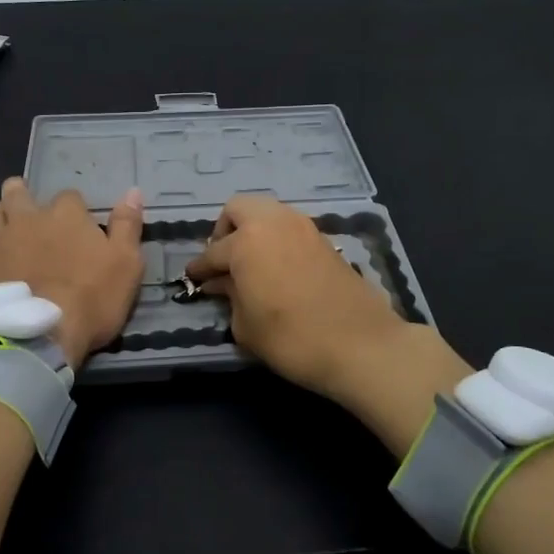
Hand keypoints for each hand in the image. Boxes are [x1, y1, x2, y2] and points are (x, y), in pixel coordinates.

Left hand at [0, 178, 144, 363]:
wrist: (37, 336)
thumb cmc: (91, 298)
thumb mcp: (126, 264)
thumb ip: (127, 225)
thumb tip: (133, 191)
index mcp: (65, 212)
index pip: (70, 196)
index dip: (75, 211)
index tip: (79, 230)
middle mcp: (27, 216)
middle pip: (18, 191)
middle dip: (24, 196)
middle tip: (34, 217)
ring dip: (5, 218)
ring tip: (14, 236)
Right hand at [184, 196, 471, 449]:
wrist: (360, 345)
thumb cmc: (292, 339)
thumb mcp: (246, 326)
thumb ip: (230, 297)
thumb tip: (223, 283)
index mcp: (247, 241)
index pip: (213, 252)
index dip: (199, 268)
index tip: (193, 279)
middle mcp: (274, 223)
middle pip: (239, 209)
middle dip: (225, 230)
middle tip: (224, 260)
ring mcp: (303, 227)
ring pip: (268, 213)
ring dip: (253, 230)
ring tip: (250, 263)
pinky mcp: (324, 240)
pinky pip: (289, 228)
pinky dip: (277, 239)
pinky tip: (276, 268)